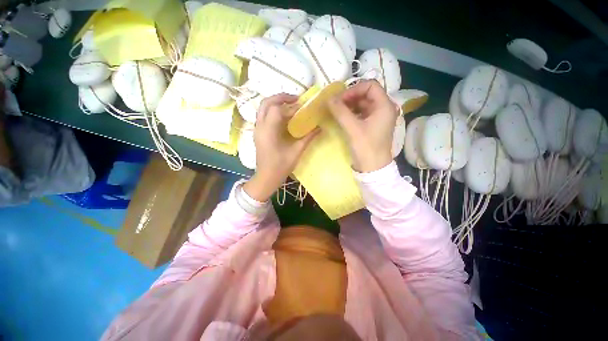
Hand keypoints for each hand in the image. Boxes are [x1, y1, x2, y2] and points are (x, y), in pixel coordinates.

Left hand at [243, 94, 319, 201]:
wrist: (266, 177)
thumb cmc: (281, 166)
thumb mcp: (296, 152)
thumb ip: (308, 137)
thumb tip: (320, 127)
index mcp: (269, 131)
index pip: (277, 110)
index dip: (291, 106)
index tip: (302, 107)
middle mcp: (260, 127)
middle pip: (266, 103)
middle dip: (280, 97)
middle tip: (295, 99)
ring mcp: (257, 129)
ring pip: (262, 107)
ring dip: (276, 102)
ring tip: (290, 104)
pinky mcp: (258, 132)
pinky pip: (263, 115)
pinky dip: (273, 110)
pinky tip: (283, 116)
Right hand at [328, 80, 396, 172]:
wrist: (373, 168)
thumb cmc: (366, 147)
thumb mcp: (353, 128)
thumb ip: (340, 112)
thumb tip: (329, 99)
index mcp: (384, 106)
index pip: (370, 85)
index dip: (354, 89)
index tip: (340, 99)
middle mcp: (384, 108)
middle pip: (366, 94)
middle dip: (350, 97)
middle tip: (336, 105)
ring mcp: (378, 117)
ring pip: (363, 103)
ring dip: (350, 105)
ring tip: (337, 111)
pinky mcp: (373, 125)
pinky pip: (362, 113)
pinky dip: (352, 113)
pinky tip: (343, 117)